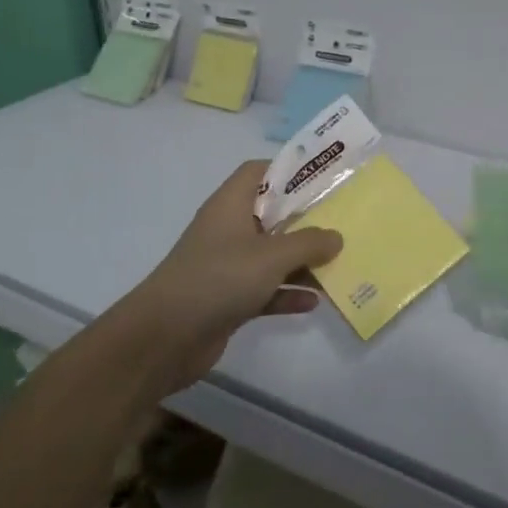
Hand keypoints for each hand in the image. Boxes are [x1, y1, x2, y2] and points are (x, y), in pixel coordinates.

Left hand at [129, 161, 342, 390]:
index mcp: (231, 205)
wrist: (164, 338)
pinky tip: (314, 302)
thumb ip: (309, 243)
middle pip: (272, 215)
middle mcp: (228, 230)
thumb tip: (336, 236)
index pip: (259, 172)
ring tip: (339, 264)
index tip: (323, 178)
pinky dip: (287, 293)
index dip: (289, 170)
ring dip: (301, 262)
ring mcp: (227, 266)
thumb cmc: (219, 279)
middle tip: (343, 222)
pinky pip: (265, 289)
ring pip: (271, 256)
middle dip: (306, 220)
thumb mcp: (271, 256)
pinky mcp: (228, 299)